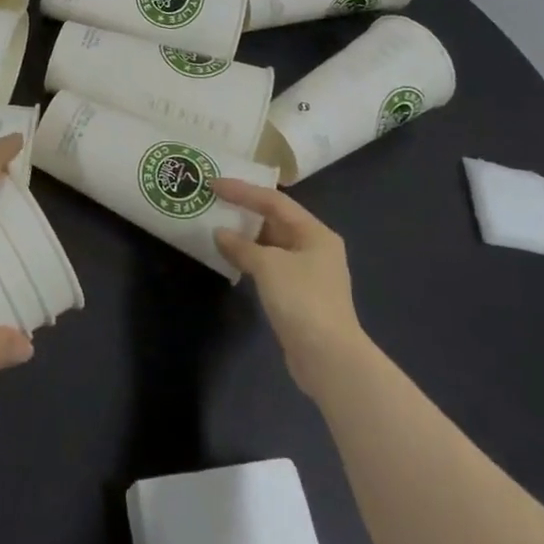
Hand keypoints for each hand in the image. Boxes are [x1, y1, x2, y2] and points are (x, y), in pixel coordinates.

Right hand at [213, 178, 364, 395]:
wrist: (328, 358)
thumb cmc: (302, 300)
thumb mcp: (268, 265)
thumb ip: (241, 246)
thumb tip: (220, 234)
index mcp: (315, 232)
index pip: (274, 201)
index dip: (243, 190)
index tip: (214, 184)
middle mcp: (315, 247)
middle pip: (276, 220)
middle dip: (245, 211)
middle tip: (216, 202)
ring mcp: (309, 273)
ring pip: (273, 245)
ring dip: (246, 237)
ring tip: (217, 227)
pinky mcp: (300, 296)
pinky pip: (271, 266)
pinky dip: (251, 259)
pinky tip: (232, 259)